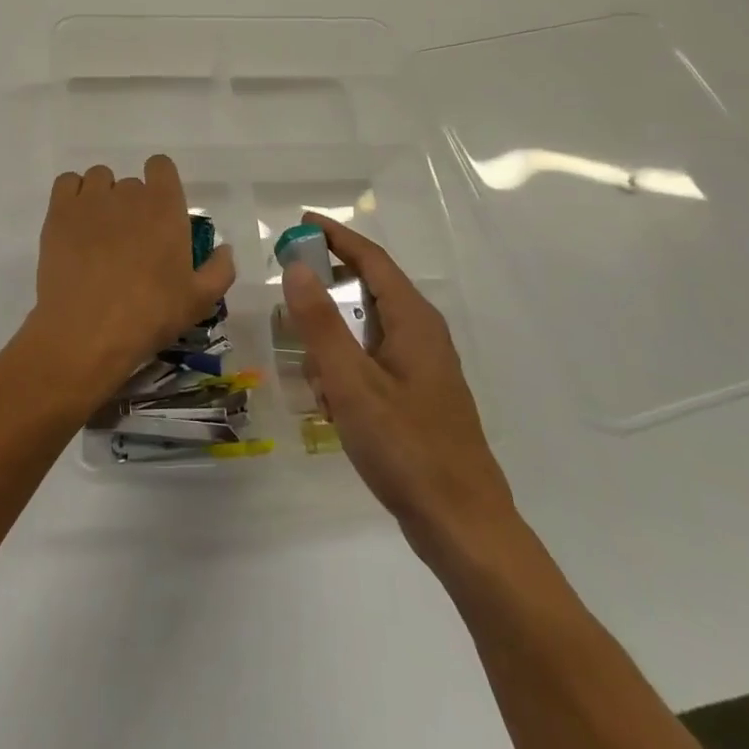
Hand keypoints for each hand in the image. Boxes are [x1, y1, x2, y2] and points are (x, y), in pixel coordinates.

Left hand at [18, 156, 236, 413]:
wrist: (87, 332)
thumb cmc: (149, 315)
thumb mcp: (199, 301)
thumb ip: (220, 269)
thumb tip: (224, 248)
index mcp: (164, 207)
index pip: (161, 166)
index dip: (160, 183)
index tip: (158, 211)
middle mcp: (128, 194)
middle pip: (130, 183)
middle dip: (131, 205)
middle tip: (129, 241)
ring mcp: (90, 200)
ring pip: (98, 178)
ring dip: (101, 197)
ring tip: (98, 231)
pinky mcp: (59, 213)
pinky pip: (66, 182)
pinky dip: (72, 195)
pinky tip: (75, 222)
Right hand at [282, 212, 516, 565]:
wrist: (462, 526)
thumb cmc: (406, 448)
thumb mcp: (351, 383)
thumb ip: (320, 323)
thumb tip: (296, 266)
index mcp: (413, 320)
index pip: (371, 258)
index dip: (335, 235)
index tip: (298, 223)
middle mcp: (422, 333)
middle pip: (370, 287)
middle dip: (329, 283)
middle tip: (286, 285)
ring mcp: (423, 365)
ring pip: (369, 327)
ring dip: (334, 333)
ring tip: (304, 356)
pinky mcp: (418, 393)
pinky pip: (373, 358)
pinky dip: (346, 363)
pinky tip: (329, 396)